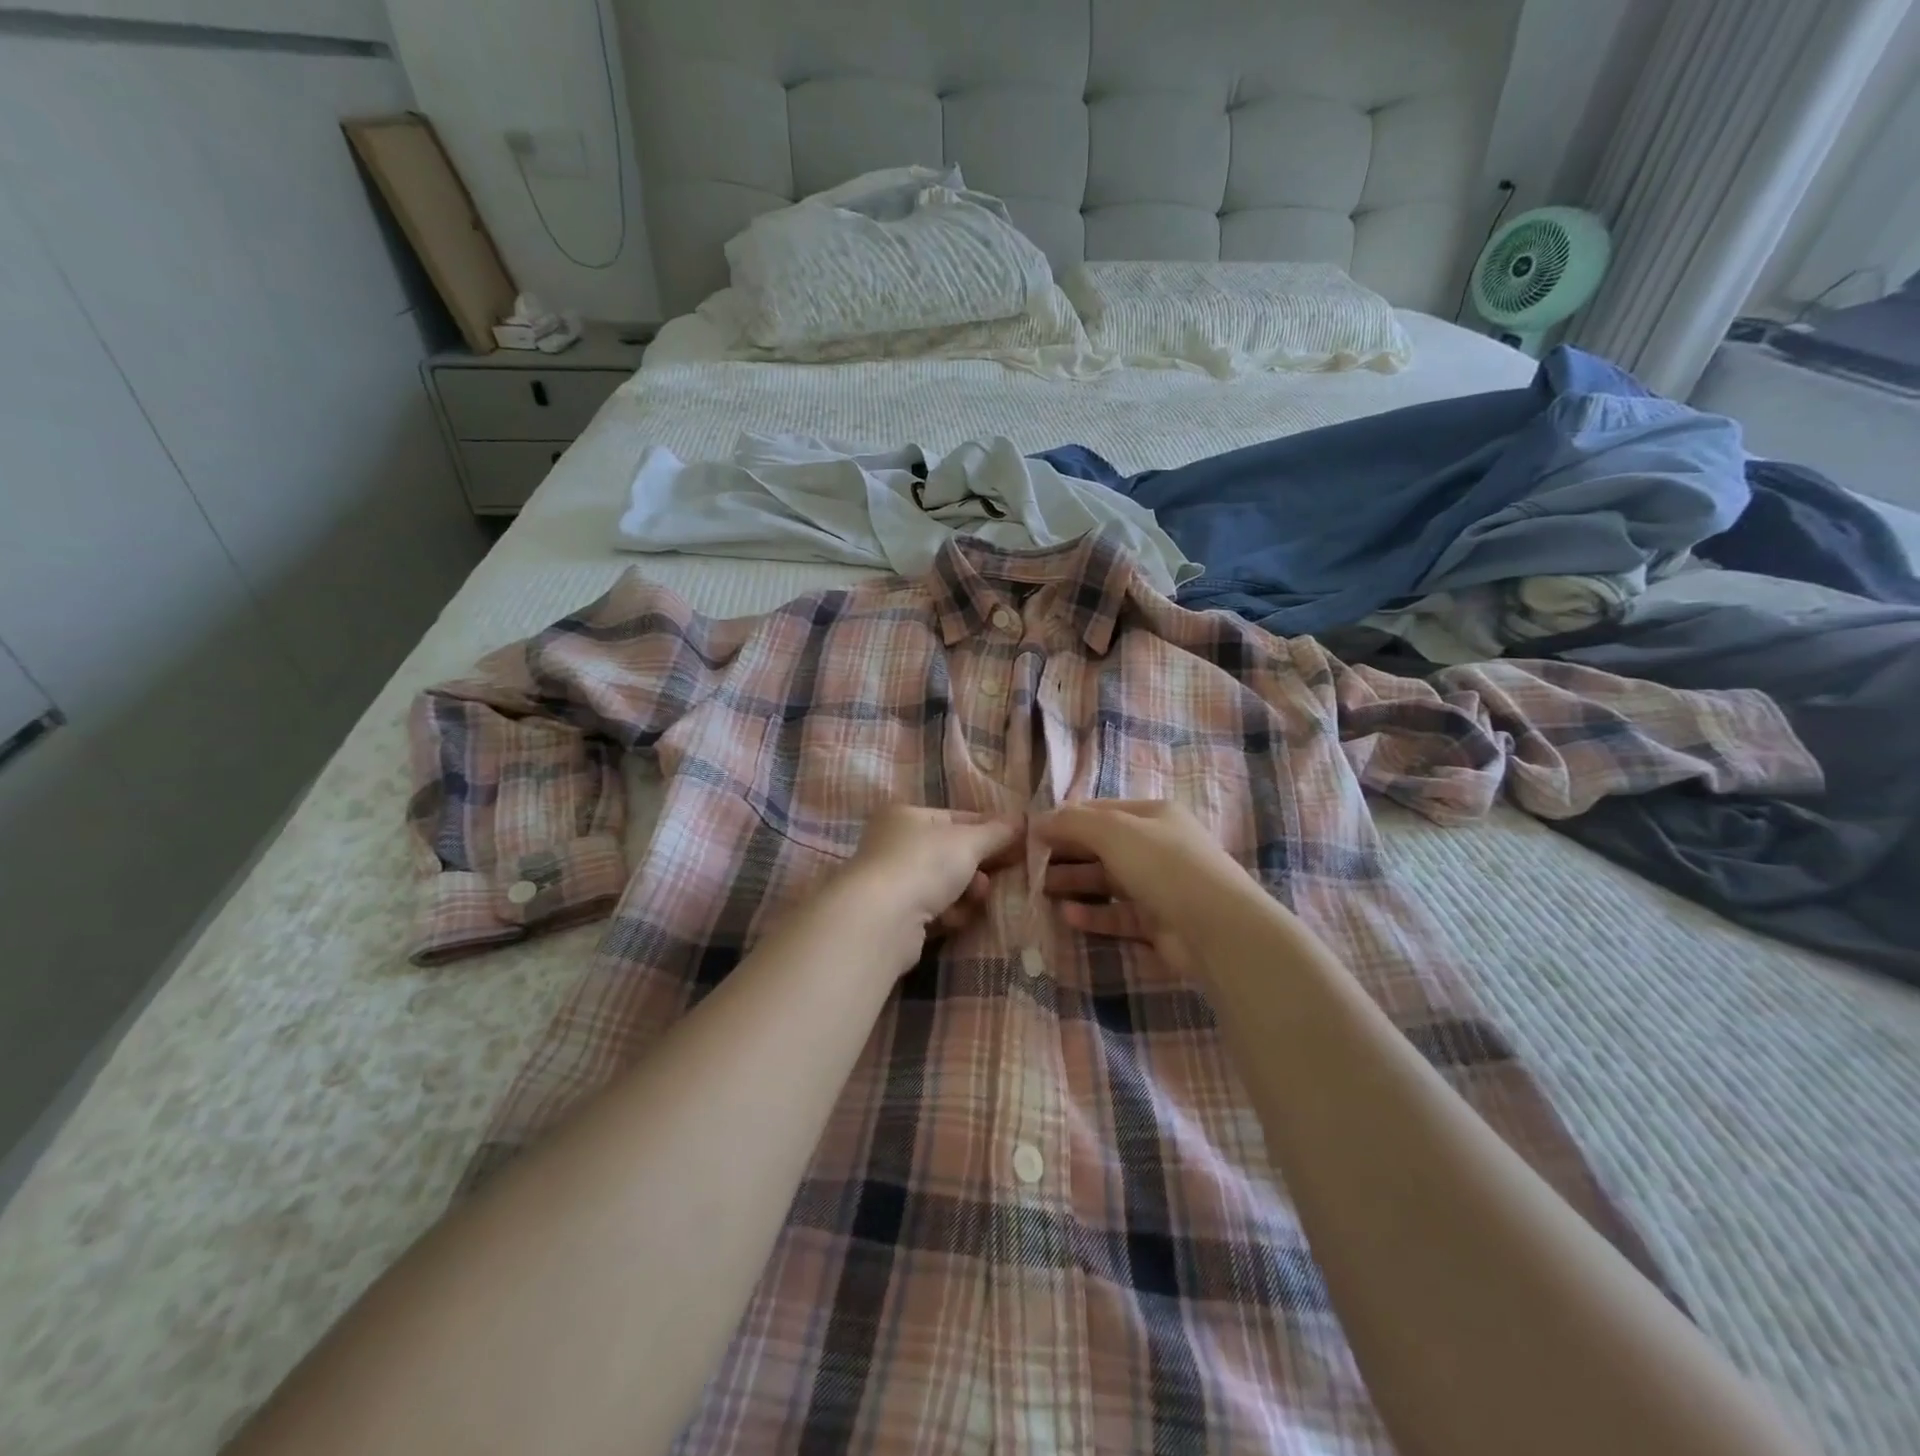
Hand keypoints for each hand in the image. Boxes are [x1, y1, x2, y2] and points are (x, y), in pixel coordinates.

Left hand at [831, 806, 1022, 967]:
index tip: (1019, 844)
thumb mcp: (968, 842)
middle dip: (978, 866)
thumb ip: (997, 832)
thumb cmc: (925, 864)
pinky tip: (956, 919)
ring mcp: (892, 881)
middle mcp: (894, 844)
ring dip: (966, 892)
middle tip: (1002, 874)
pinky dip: (949, 914)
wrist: (882, 919)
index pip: (957, 818)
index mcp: (906, 816)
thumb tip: (1022, 820)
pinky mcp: (895, 917)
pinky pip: (933, 910)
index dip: (990, 830)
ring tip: (977, 898)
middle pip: (951, 853)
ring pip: (944, 884)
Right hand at [1035, 800, 1261, 975]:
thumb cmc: (1164, 865)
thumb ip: (1073, 823)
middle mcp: (1157, 846)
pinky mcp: (1157, 922)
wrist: (1217, 927)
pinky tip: (1067, 917)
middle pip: (1101, 846)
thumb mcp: (1114, 831)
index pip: (1100, 811)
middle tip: (1030, 865)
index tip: (1032, 833)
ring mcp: (1158, 886)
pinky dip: (1093, 915)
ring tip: (1040, 891)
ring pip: (1107, 881)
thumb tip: (1037, 820)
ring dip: (1074, 884)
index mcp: (1153, 815)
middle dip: (1066, 853)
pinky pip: (1117, 914)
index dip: (1065, 819)